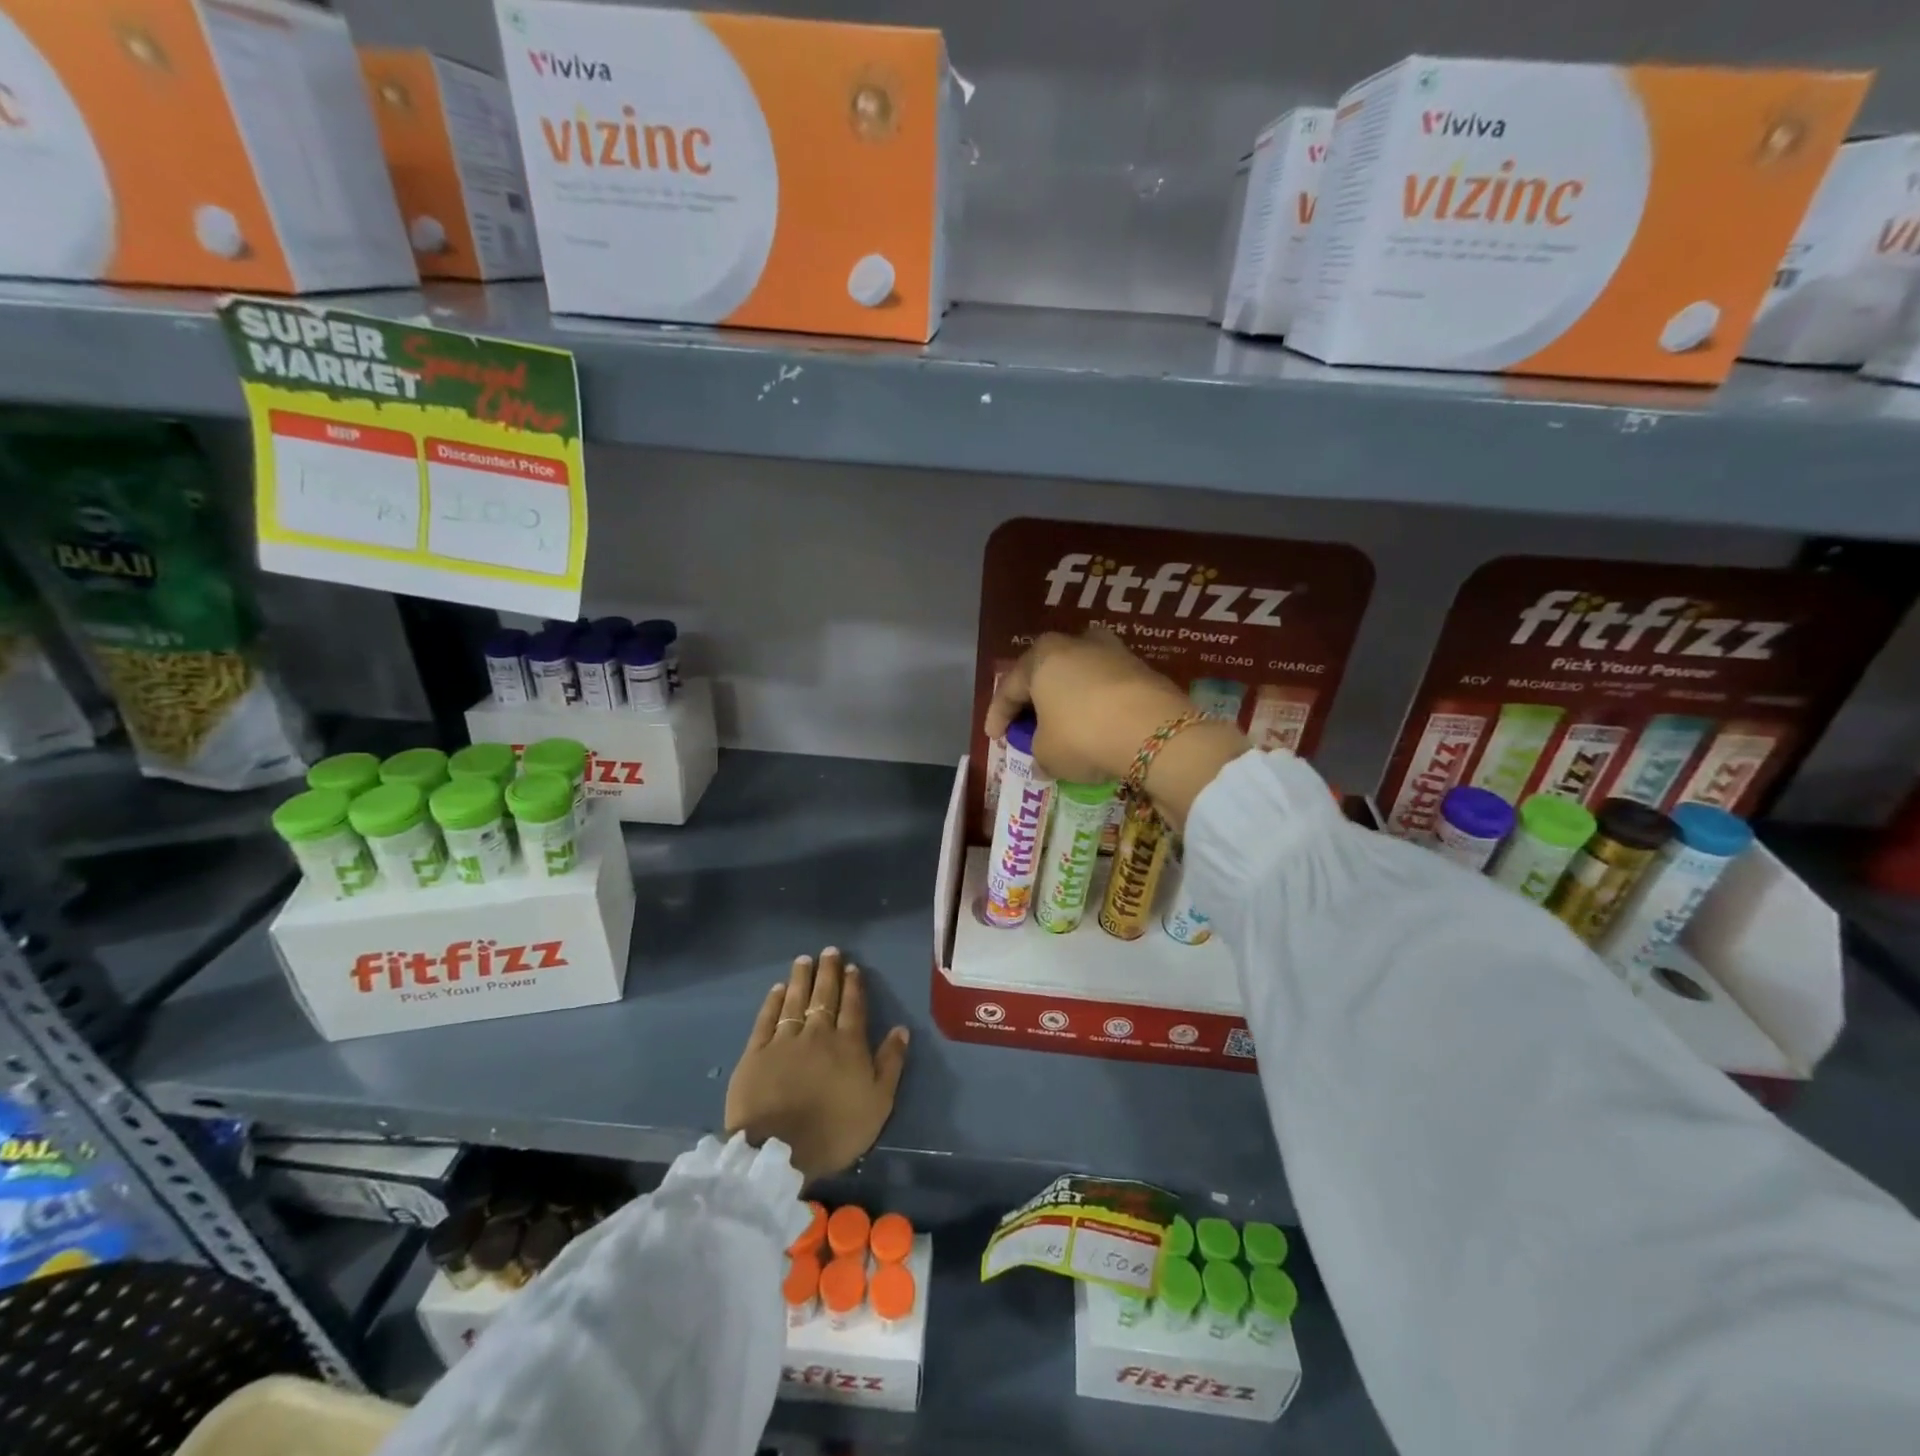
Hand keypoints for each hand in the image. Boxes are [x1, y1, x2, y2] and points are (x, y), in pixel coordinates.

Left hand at [725, 948, 909, 1181]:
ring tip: (804, 959)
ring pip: (795, 1001)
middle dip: (828, 972)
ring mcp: (784, 1041)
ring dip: (801, 978)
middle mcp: (817, 1034)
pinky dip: (772, 1002)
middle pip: (824, 996)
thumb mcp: (878, 1104)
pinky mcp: (756, 1054)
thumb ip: (890, 1064)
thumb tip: (901, 1029)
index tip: (852, 966)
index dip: (854, 985)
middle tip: (829, 951)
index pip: (853, 1006)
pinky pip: (766, 1020)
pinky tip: (777, 989)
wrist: (777, 1152)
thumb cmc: (835, 1131)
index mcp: (848, 1044)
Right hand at [986, 627, 1192, 783]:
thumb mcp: (1047, 753)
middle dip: (1034, 702)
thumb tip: (1043, 758)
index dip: (997, 715)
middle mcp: (1075, 644)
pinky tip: (1096, 726)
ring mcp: (1112, 652)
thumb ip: (1038, 751)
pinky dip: (1096, 705)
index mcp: (1042, 656)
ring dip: (1068, 700)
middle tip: (1026, 727)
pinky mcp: (1142, 668)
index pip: (1009, 688)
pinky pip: (1106, 688)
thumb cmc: (1083, 735)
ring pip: (1078, 677)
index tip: (994, 738)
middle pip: (1045, 674)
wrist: (1154, 731)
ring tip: (1064, 724)